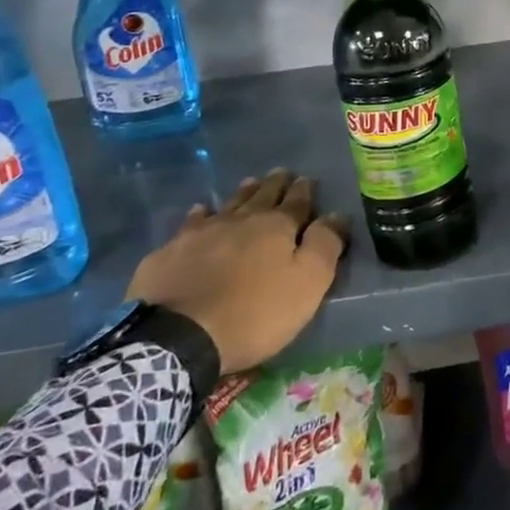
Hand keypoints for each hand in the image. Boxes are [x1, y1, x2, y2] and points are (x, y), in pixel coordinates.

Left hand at [126, 169, 348, 373]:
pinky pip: (191, 224)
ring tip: (250, 183)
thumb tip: (337, 215)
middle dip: (275, 184)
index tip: (308, 179)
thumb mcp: (307, 284)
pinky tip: (200, 211)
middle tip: (282, 172)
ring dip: (242, 193)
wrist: (178, 337)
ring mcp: (202, 233)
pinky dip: (200, 215)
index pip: (297, 202)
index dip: (305, 191)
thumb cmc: (254, 313)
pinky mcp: (171, 251)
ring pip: (228, 204)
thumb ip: (325, 246)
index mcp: (277, 227)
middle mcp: (241, 220)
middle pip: (262, 196)